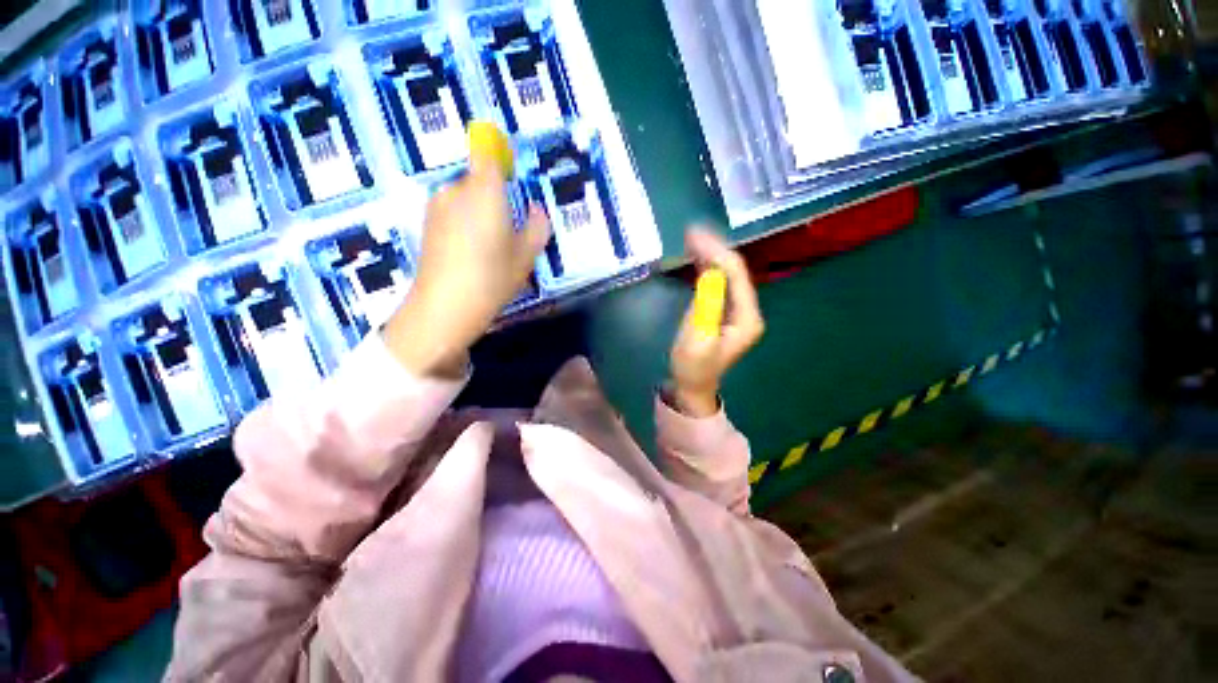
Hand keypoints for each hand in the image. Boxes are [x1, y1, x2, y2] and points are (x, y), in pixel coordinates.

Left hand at [384, 149, 550, 377]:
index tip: (510, 171)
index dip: (498, 154)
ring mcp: (436, 207)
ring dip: (478, 212)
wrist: (445, 306)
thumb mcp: (525, 256)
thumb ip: (536, 228)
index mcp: (484, 192)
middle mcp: (456, 190)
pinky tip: (470, 253)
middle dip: (494, 198)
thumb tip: (536, 211)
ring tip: (489, 247)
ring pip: (465, 199)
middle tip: (508, 230)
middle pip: (478, 180)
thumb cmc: (492, 278)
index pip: (488, 154)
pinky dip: (463, 223)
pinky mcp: (426, 224)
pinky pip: (451, 213)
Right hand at [669, 228, 764, 416]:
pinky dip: (706, 266)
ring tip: (690, 238)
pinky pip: (719, 282)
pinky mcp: (724, 310)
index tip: (693, 235)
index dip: (716, 251)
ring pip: (727, 273)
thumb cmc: (692, 366)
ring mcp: (737, 309)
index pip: (736, 274)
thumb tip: (710, 272)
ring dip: (710, 254)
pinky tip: (695, 256)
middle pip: (735, 270)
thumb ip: (706, 306)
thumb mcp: (696, 339)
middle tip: (689, 231)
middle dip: (713, 248)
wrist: (693, 385)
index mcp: (747, 317)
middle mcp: (748, 309)